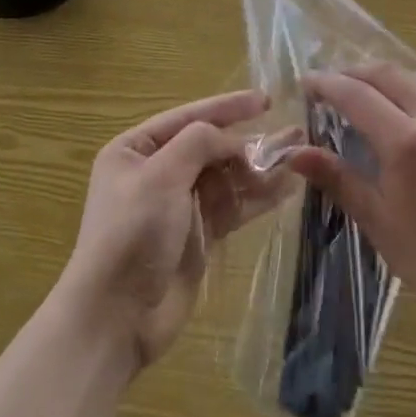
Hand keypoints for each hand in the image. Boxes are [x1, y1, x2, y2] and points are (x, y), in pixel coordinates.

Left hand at [60, 89, 290, 371]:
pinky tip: (288, 187)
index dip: (227, 107)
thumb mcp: (161, 176)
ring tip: (299, 157)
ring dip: (260, 169)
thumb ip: (199, 143)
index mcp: (135, 150)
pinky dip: (258, 198)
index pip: (188, 117)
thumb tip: (234, 138)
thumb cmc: (132, 234)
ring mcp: (178, 206)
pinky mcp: (198, 236)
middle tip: (293, 134)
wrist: (116, 316)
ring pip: (226, 178)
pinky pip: (232, 207)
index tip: (265, 100)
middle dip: (249, 142)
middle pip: (211, 148)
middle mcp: (156, 172)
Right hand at [288, 65, 415, 332]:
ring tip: (358, 93)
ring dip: (381, 78)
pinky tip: (398, 116)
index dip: (327, 85)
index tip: (304, 84)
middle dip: (353, 72)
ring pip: (414, 81)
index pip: (357, 95)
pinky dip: (406, 92)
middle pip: (388, 75)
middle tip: (327, 84)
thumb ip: (338, 179)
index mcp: (405, 140)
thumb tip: (295, 154)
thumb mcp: (377, 220)